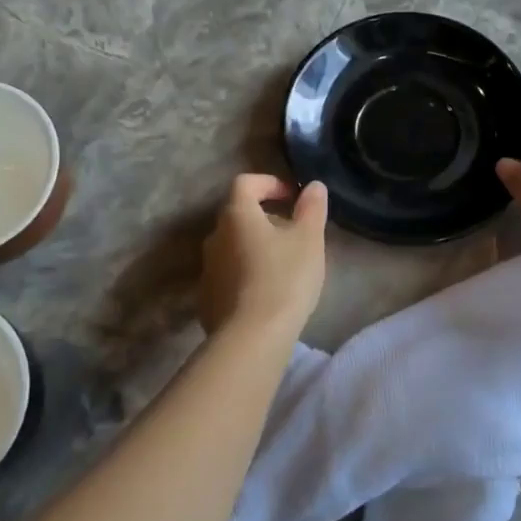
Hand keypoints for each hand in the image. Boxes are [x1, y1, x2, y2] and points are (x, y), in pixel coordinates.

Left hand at [197, 174, 328, 338]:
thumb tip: (314, 186)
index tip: (292, 197)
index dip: (269, 183)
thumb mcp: (309, 240)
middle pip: (238, 215)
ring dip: (255, 247)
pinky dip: (246, 273)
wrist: (251, 337)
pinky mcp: (206, 298)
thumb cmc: (284, 278)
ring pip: (233, 246)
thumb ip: (312, 208)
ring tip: (283, 265)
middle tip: (293, 234)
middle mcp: (214, 236)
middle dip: (265, 218)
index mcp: (237, 215)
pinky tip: (266, 293)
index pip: (246, 183)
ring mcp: (207, 269)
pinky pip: (228, 274)